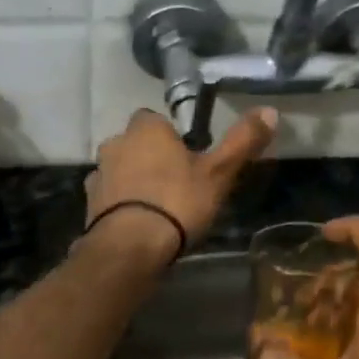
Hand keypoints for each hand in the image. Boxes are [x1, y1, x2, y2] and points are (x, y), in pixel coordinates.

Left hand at [85, 107, 277, 261]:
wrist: (130, 247)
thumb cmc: (177, 202)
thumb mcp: (219, 173)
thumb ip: (242, 141)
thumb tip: (270, 111)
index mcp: (146, 129)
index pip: (155, 119)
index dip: (171, 136)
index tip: (188, 157)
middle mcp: (116, 144)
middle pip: (135, 144)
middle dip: (151, 158)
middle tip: (176, 183)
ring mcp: (98, 175)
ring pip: (120, 170)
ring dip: (134, 182)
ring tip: (158, 208)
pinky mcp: (89, 205)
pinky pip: (109, 197)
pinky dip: (121, 205)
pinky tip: (138, 224)